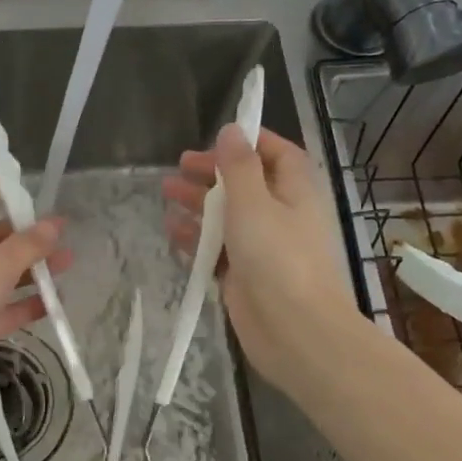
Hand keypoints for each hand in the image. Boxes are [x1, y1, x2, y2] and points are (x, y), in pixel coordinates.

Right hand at [163, 125, 361, 402]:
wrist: (295, 331)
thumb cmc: (278, 257)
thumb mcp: (254, 202)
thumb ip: (238, 166)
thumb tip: (231, 130)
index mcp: (295, 190)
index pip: (276, 153)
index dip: (248, 142)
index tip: (215, 136)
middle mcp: (281, 213)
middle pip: (245, 183)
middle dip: (213, 172)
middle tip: (178, 166)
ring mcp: (262, 246)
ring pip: (227, 215)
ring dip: (199, 203)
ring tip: (166, 193)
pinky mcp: (245, 274)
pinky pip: (218, 248)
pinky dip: (197, 237)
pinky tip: (172, 230)